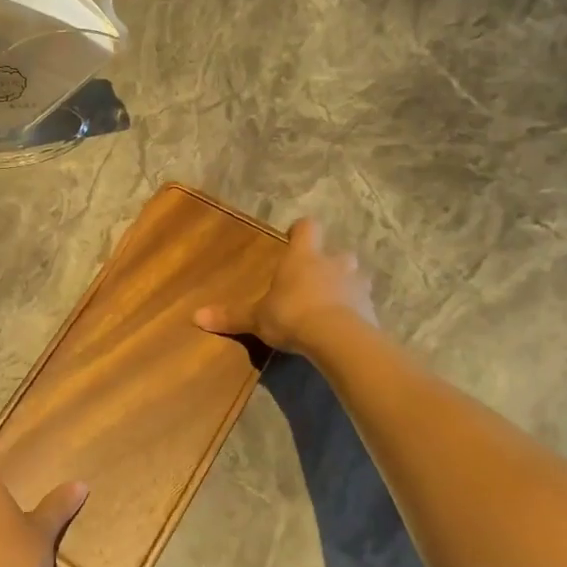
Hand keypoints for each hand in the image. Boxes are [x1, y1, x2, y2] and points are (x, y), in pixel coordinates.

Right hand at [194, 216, 376, 355]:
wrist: (337, 338)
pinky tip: (345, 327)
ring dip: (346, 286)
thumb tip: (195, 316)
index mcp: (303, 257)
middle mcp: (333, 264)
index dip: (301, 231)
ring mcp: (356, 286)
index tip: (294, 237)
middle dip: (330, 264)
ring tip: (333, 304)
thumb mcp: (257, 318)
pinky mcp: (371, 310)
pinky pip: (363, 306)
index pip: (307, 228)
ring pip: (355, 278)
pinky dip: (356, 313)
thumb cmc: (292, 315)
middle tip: (315, 280)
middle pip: (338, 253)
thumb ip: (231, 316)